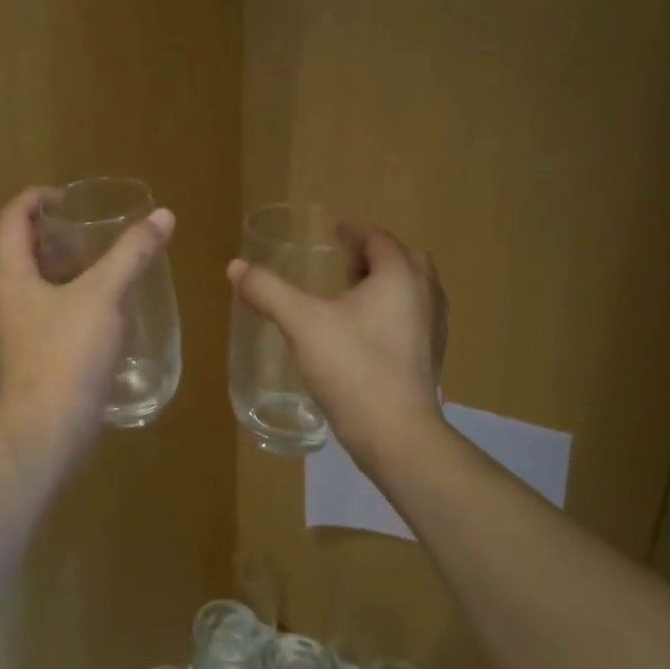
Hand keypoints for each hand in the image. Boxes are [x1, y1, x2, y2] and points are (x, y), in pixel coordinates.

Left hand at [0, 186, 176, 447]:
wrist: (46, 431)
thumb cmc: (68, 354)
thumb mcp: (105, 296)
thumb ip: (132, 254)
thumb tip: (162, 216)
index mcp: (10, 277)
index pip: (11, 220)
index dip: (34, 199)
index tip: (65, 197)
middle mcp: (1, 302)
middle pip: (20, 254)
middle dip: (52, 238)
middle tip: (89, 233)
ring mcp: (9, 336)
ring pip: (31, 288)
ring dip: (59, 272)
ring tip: (99, 271)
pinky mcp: (23, 363)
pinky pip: (40, 318)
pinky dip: (63, 304)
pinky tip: (97, 317)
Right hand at [228, 222, 445, 466]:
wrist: (397, 435)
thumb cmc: (352, 367)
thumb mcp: (301, 322)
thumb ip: (268, 291)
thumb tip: (235, 266)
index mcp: (399, 277)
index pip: (380, 241)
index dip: (357, 233)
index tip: (338, 233)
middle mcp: (425, 297)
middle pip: (406, 262)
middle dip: (376, 258)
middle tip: (346, 264)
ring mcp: (433, 331)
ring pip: (415, 293)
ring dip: (388, 285)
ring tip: (354, 297)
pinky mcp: (431, 361)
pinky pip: (415, 321)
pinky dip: (394, 314)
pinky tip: (365, 335)